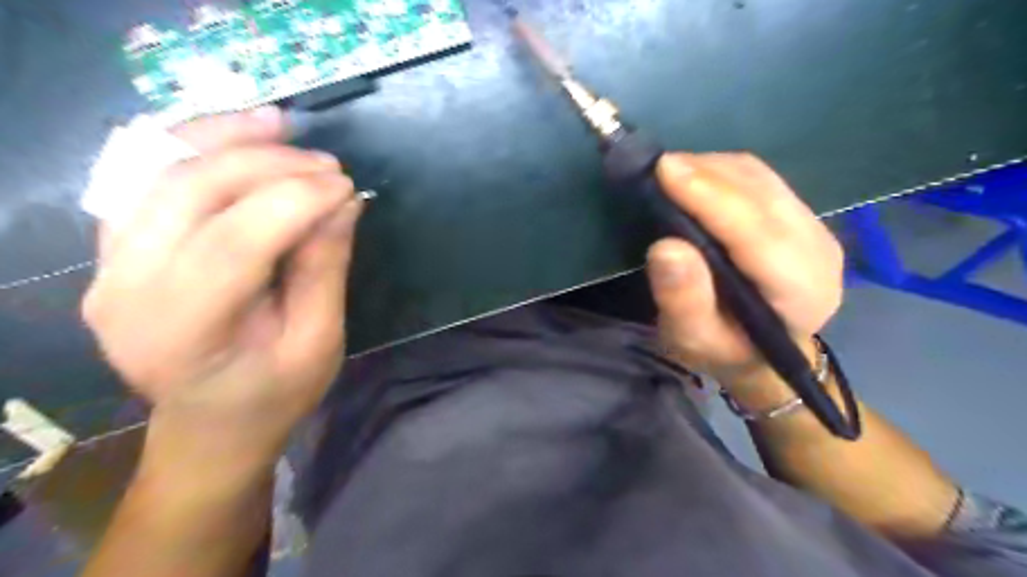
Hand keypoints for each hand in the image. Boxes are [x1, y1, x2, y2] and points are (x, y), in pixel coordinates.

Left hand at [83, 108, 363, 459]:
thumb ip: (325, 270)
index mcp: (183, 332)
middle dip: (267, 164)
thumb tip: (343, 203)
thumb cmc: (274, 394)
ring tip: (280, 124)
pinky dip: (191, 147)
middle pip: (189, 194)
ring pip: (157, 172)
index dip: (295, 201)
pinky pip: (145, 179)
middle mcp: (126, 291)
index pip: (235, 242)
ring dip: (223, 139)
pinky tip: (236, 137)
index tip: (346, 185)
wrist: (211, 424)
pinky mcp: (114, 250)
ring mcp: (107, 266)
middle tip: (327, 162)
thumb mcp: (318, 342)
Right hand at [645, 154, 846, 387]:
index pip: (756, 233)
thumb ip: (683, 299)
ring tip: (670, 173)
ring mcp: (814, 227)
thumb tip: (666, 247)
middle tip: (657, 168)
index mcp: (800, 291)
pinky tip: (694, 178)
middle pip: (761, 194)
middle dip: (706, 173)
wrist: (761, 352)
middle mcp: (818, 250)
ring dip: (712, 168)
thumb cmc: (724, 349)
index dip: (710, 198)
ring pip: (761, 178)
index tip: (664, 170)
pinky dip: (722, 172)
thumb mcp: (693, 339)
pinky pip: (760, 179)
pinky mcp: (800, 215)